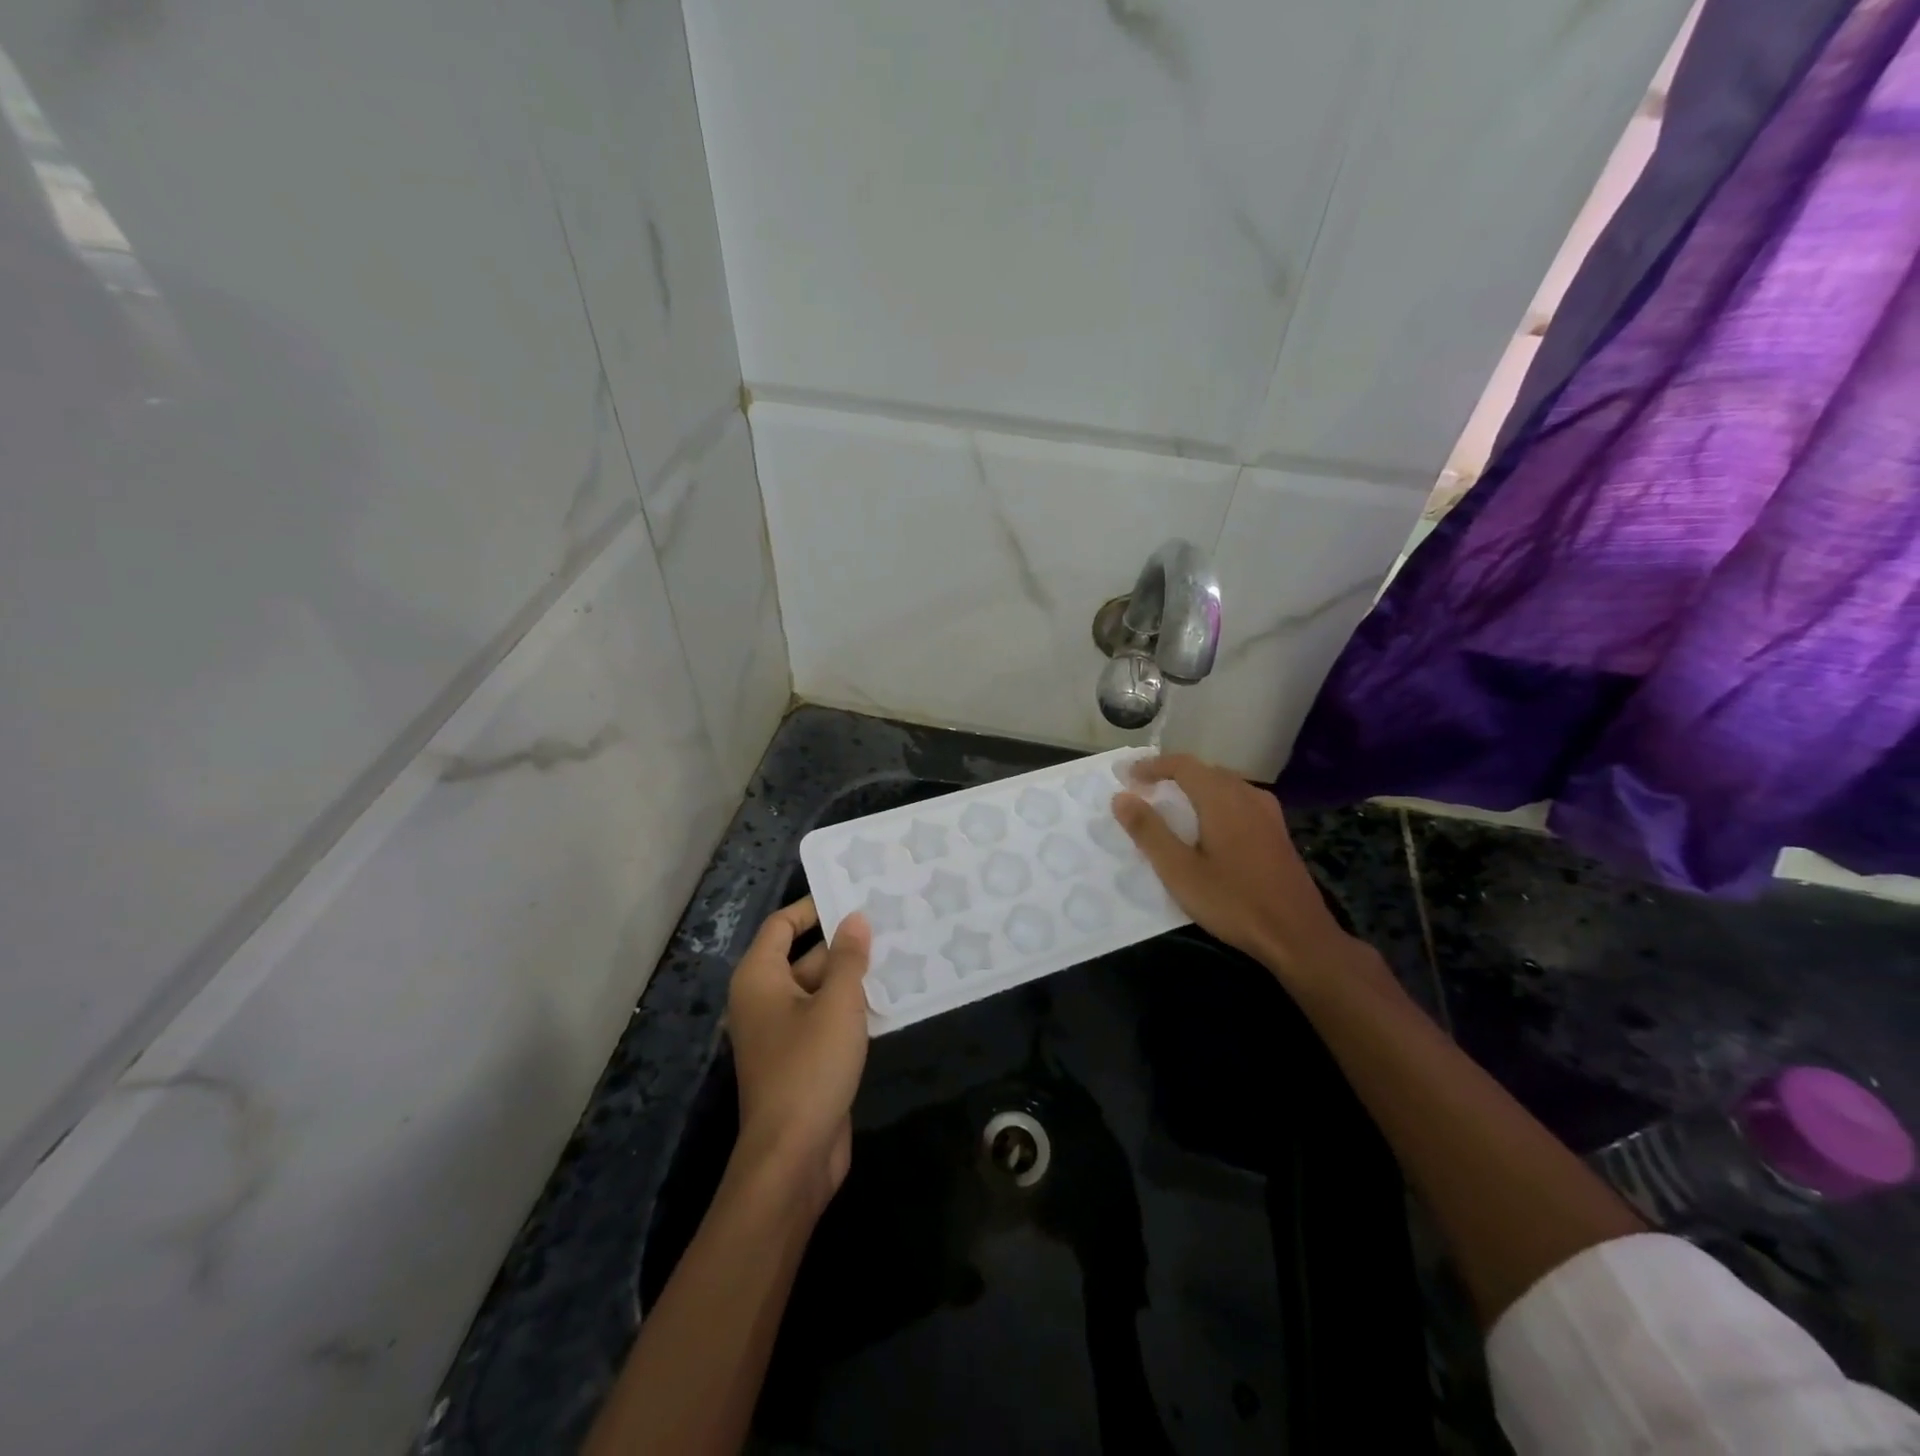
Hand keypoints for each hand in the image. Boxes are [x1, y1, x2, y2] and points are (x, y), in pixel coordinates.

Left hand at [726, 898, 872, 1206]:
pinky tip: (889, 996)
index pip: (782, 925)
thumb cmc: (810, 1067)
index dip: (814, 906)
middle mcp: (764, 999)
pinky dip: (851, 1006)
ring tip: (898, 951)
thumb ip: (847, 957)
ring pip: (819, 989)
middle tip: (888, 921)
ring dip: (852, 975)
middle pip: (803, 955)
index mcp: (759, 978)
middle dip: (843, 941)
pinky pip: (826, 1018)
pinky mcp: (801, 1058)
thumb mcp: (836, 1004)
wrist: (794, 1156)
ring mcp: (782, 1032)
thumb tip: (855, 918)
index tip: (853, 894)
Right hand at [1112, 755, 1363, 989]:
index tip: (1127, 777)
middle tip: (1144, 791)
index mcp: (1222, 798)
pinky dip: (1214, 802)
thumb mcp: (1179, 870)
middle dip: (1172, 775)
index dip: (1152, 766)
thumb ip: (1148, 831)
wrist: (1298, 935)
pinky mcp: (1277, 832)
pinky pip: (1239, 801)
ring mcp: (1268, 813)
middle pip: (1205, 771)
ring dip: (1194, 789)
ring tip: (1171, 807)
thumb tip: (1121, 797)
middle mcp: (1247, 795)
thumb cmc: (1233, 901)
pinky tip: (1208, 828)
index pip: (1182, 764)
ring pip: (1224, 785)